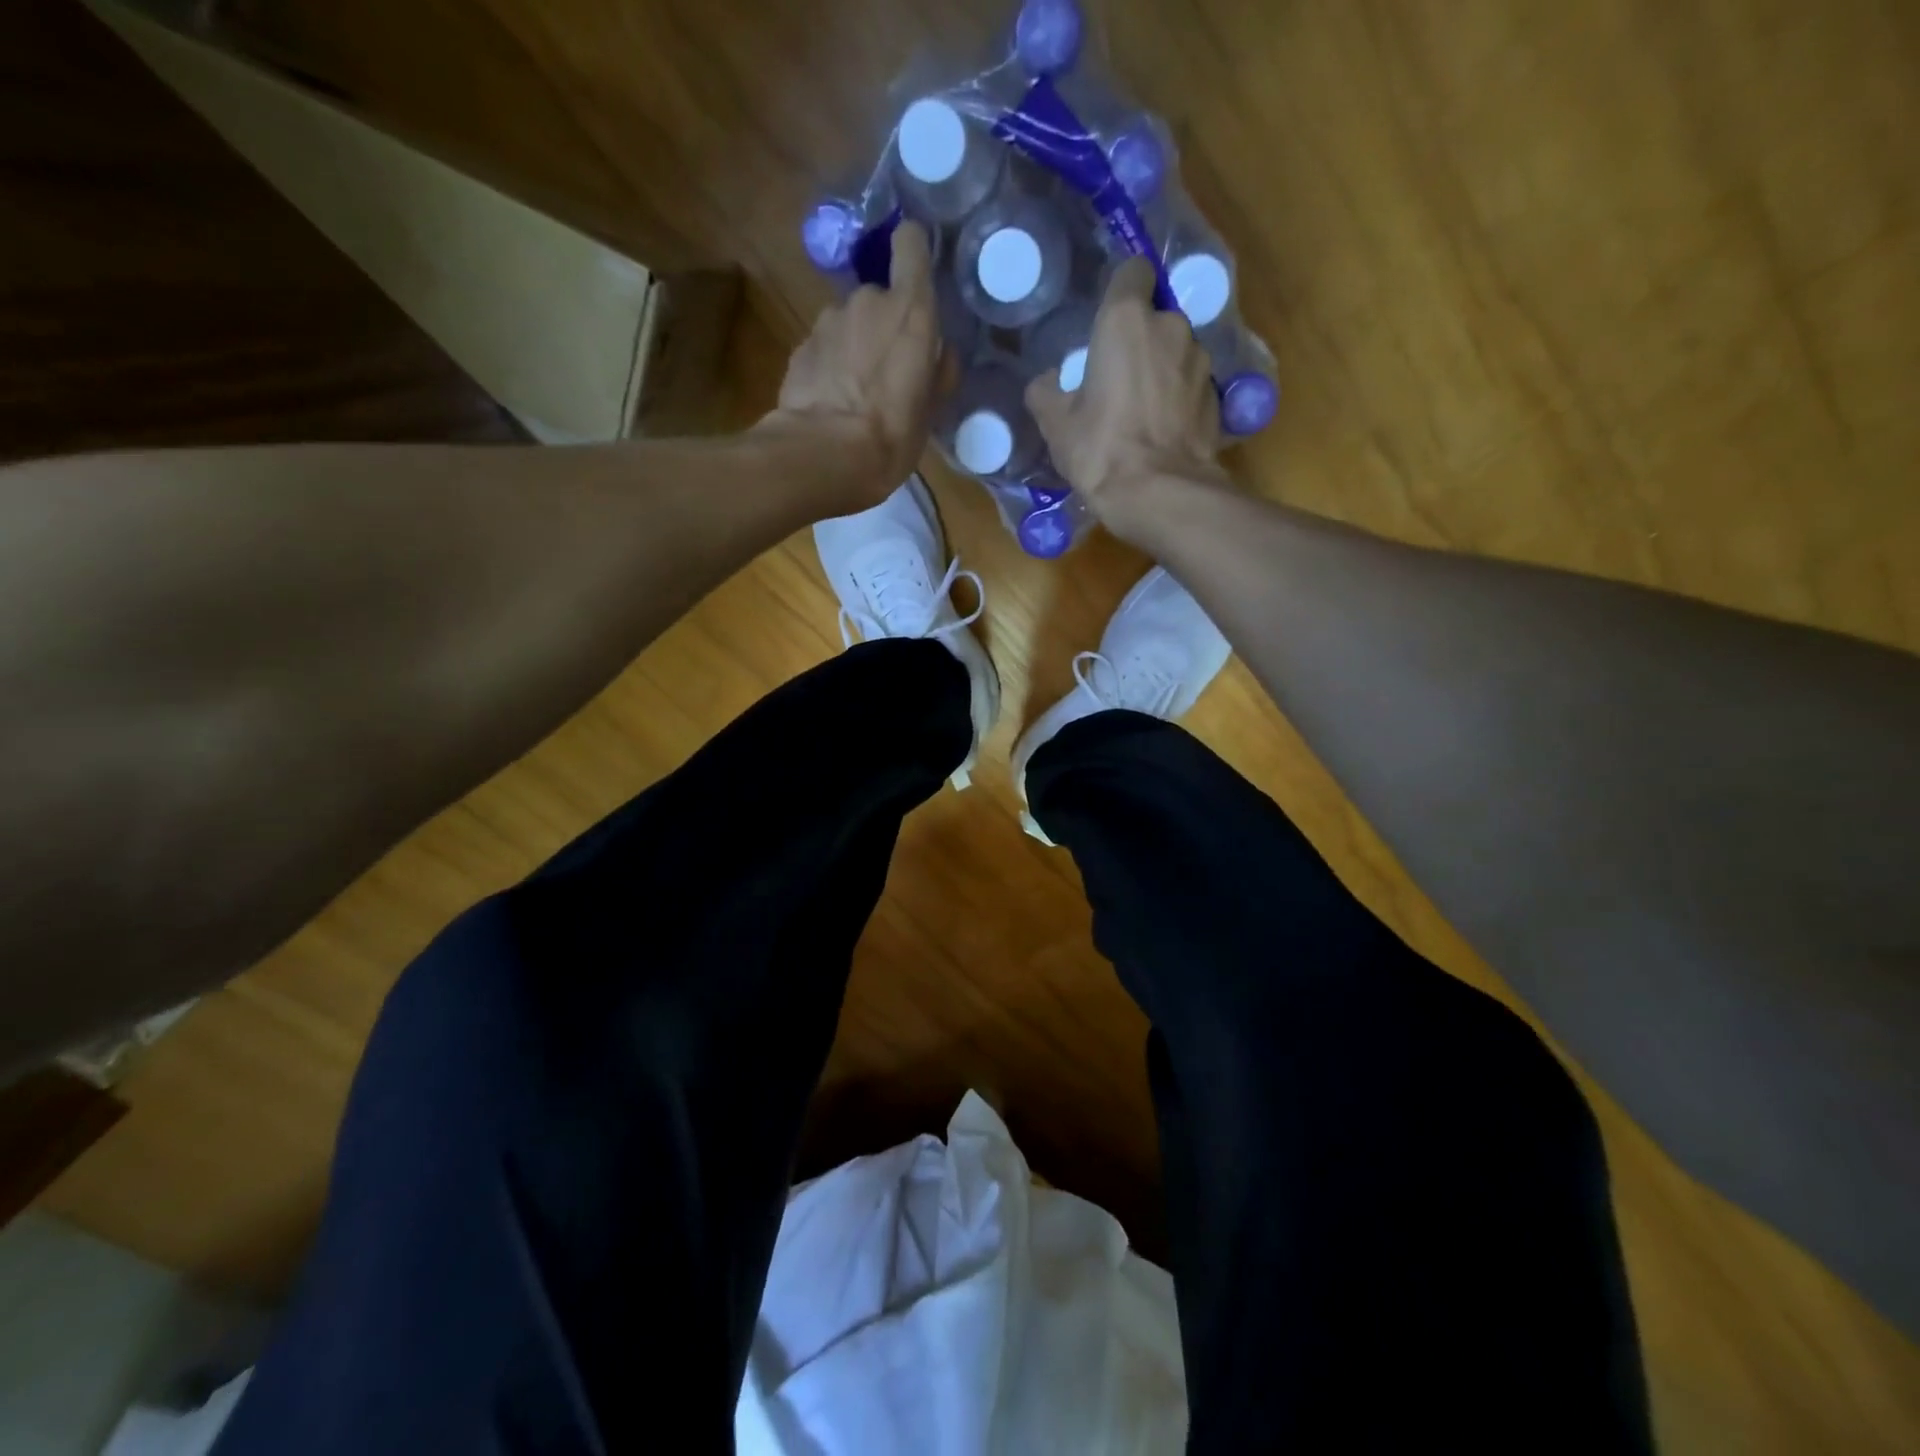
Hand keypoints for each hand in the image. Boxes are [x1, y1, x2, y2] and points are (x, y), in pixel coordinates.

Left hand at [766, 222, 942, 506]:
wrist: (823, 455)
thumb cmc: (891, 435)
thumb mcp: (930, 412)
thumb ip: (938, 372)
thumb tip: (942, 355)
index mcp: (910, 311)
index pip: (910, 243)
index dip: (912, 252)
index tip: (915, 275)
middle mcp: (868, 301)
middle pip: (879, 297)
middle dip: (883, 325)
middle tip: (888, 371)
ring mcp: (828, 321)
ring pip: (848, 323)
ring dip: (854, 347)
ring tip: (856, 394)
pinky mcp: (801, 346)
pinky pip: (824, 348)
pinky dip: (830, 366)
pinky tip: (831, 402)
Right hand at [1026, 257, 1226, 529]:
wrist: (1159, 494)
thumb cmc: (1100, 450)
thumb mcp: (1055, 424)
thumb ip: (1046, 392)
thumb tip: (1048, 382)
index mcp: (1126, 321)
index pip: (1133, 271)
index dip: (1121, 290)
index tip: (1107, 319)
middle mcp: (1171, 327)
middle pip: (1155, 317)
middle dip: (1140, 340)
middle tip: (1117, 378)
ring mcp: (1201, 360)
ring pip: (1177, 351)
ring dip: (1162, 370)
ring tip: (1142, 410)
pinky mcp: (1218, 395)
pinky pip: (1192, 385)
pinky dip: (1179, 399)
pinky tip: (1163, 430)